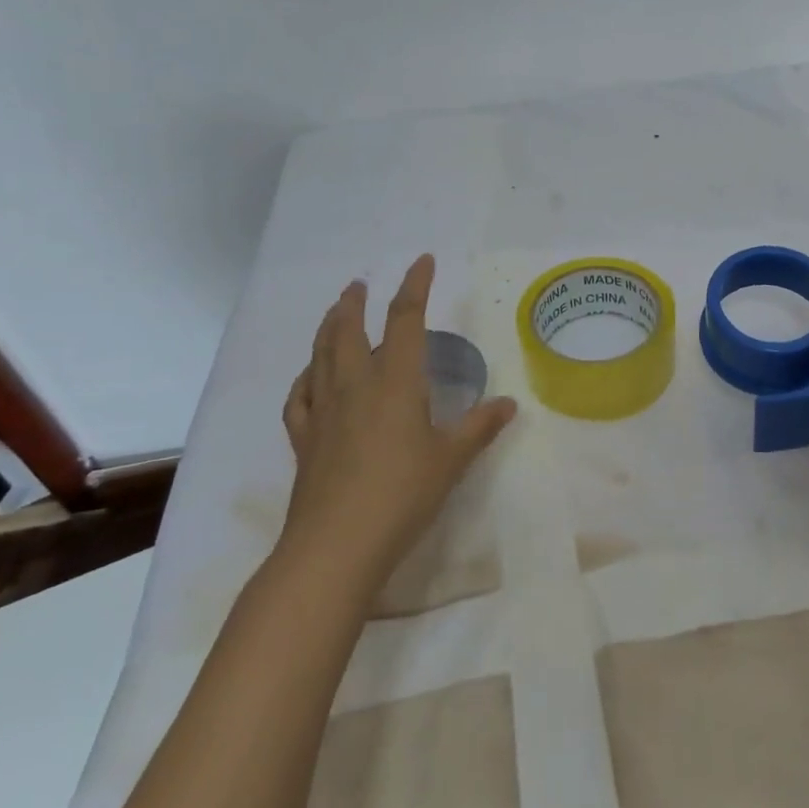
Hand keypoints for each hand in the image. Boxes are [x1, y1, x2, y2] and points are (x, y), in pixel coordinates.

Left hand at [279, 254, 517, 596]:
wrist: (336, 546)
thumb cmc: (402, 496)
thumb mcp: (451, 461)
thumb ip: (479, 428)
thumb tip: (508, 404)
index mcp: (394, 383)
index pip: (405, 320)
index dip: (415, 286)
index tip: (422, 261)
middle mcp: (355, 386)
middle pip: (349, 331)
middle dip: (355, 302)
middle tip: (358, 285)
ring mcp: (324, 411)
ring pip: (320, 356)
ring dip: (328, 328)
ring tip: (334, 313)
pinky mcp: (304, 439)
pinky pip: (299, 397)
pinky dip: (304, 379)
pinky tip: (308, 377)